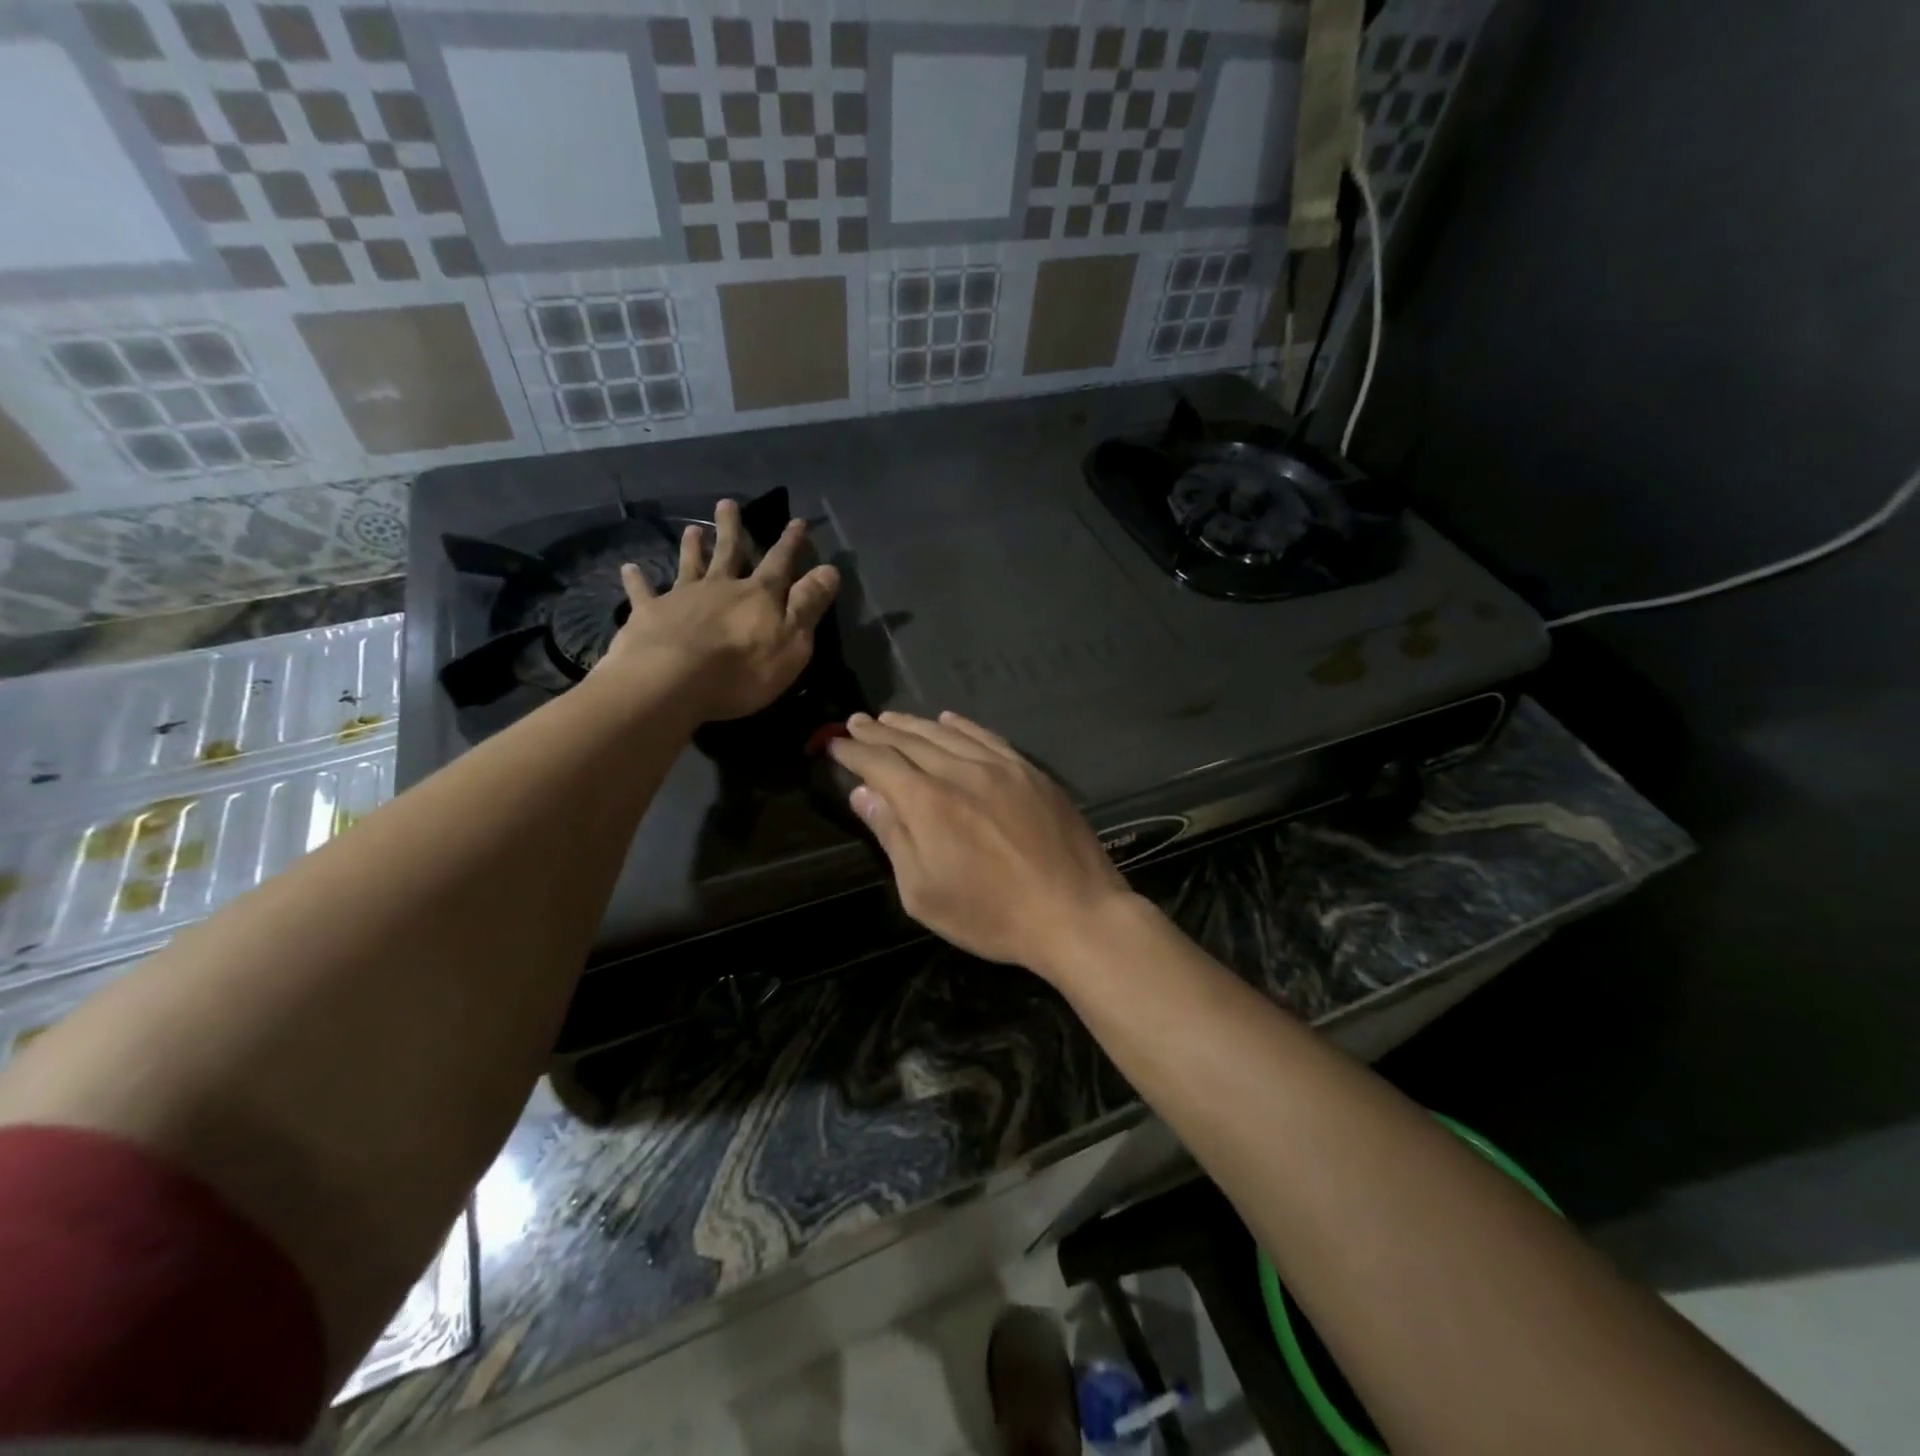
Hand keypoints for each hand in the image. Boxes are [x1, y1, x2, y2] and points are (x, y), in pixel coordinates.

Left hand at [600, 498, 838, 721]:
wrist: (672, 681)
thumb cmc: (742, 669)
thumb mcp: (792, 641)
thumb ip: (808, 604)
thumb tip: (830, 569)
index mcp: (758, 595)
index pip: (780, 563)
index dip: (791, 543)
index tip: (797, 521)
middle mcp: (720, 587)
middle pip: (728, 553)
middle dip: (732, 530)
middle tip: (727, 503)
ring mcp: (682, 598)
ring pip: (689, 566)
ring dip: (692, 547)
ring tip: (691, 529)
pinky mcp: (649, 614)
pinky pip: (643, 593)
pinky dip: (636, 580)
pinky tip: (628, 568)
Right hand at [827, 711, 1136, 973]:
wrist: (1074, 912)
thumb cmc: (991, 915)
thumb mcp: (924, 892)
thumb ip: (892, 837)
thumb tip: (864, 793)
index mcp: (928, 803)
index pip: (880, 764)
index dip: (853, 752)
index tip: (835, 744)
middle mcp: (960, 772)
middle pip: (910, 742)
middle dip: (878, 731)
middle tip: (856, 722)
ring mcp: (1000, 767)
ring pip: (947, 733)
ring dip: (914, 723)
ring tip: (891, 718)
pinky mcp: (1029, 772)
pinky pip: (987, 737)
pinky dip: (962, 725)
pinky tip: (949, 719)